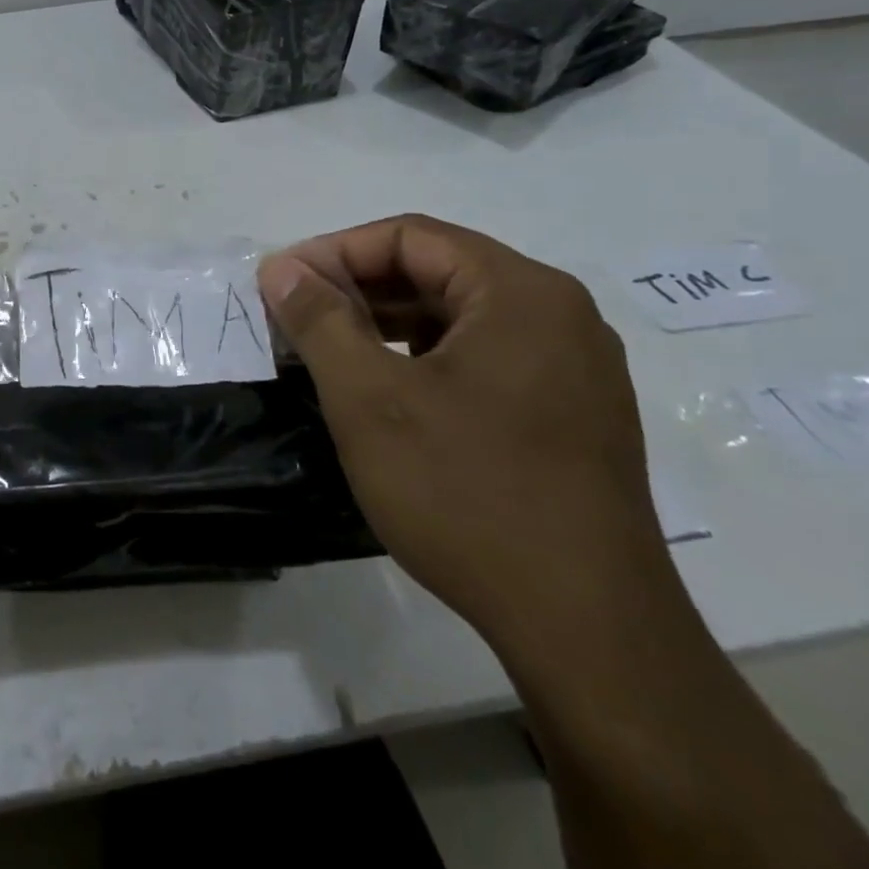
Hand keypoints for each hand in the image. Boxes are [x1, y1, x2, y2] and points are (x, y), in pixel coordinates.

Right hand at [257, 215, 672, 657]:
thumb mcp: (369, 399)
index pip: (409, 237)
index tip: (281, 284)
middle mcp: (559, 315)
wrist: (586, 631)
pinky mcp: (573, 414)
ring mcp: (574, 367)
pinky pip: (485, 355)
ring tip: (329, 350)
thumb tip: (282, 269)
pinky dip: (424, 357)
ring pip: (460, 315)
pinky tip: (385, 388)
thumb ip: (320, 321)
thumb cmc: (467, 494)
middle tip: (296, 316)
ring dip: (387, 321)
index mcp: (521, 293)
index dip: (334, 251)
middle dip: (358, 286)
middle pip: (438, 270)